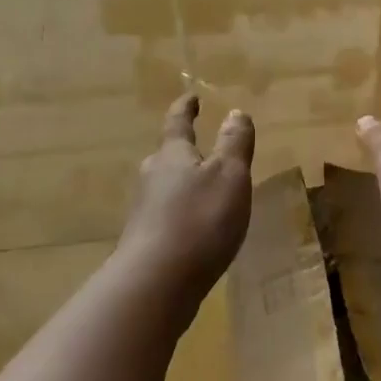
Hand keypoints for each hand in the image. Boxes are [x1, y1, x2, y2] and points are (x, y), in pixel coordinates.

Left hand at [115, 95, 255, 302]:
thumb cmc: (199, 220)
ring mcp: (144, 212)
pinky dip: (180, 215)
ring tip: (201, 190)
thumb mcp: (229, 176)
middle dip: (182, 150)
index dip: (185, 108)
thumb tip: (235, 111)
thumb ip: (234, 144)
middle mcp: (152, 177)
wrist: (156, 283)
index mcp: (173, 155)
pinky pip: (166, 218)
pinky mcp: (145, 243)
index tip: (191, 97)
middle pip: (167, 156)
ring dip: (181, 185)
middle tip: (198, 147)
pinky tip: (193, 231)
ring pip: (165, 188)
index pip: (178, 123)